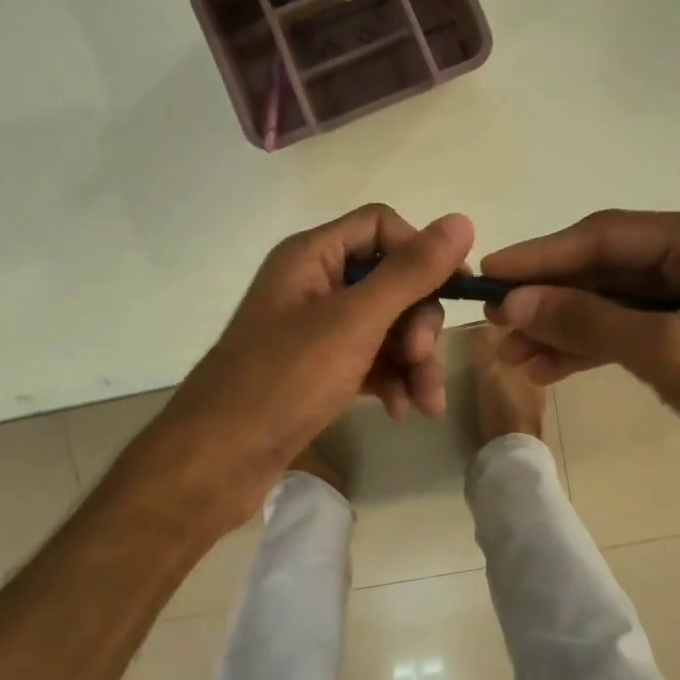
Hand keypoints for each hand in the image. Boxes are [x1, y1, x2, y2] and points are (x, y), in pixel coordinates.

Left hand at [161, 205, 475, 507]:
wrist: (218, 459)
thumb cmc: (284, 379)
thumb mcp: (355, 322)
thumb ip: (410, 273)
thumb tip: (461, 220)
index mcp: (312, 255)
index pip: (381, 226)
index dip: (420, 251)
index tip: (455, 287)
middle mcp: (313, 284)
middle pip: (389, 280)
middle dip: (418, 320)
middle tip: (422, 356)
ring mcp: (314, 330)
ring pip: (385, 326)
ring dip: (414, 359)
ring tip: (426, 402)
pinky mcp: (317, 369)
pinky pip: (369, 359)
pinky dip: (392, 380)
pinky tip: (402, 410)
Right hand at [480, 208, 679, 518]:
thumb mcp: (672, 354)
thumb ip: (588, 321)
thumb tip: (511, 302)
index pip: (611, 235)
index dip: (544, 255)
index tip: (489, 271)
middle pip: (609, 267)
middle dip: (550, 296)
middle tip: (491, 317)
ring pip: (615, 302)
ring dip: (563, 326)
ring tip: (509, 352)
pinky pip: (632, 331)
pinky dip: (591, 347)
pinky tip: (546, 367)